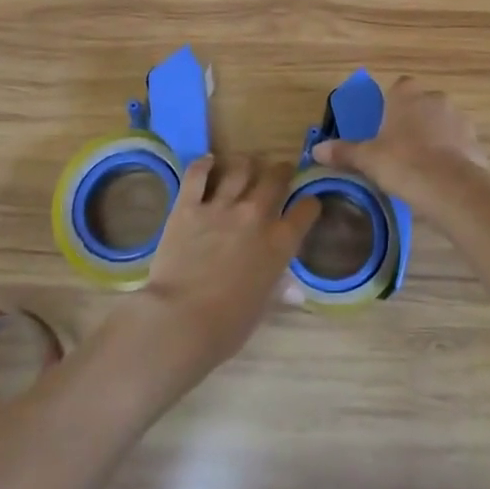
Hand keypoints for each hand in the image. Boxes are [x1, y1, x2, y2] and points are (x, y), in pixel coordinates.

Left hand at [123, 154, 317, 395]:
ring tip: (246, 164)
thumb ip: (279, 290)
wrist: (180, 321)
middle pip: (275, 178)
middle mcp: (255, 216)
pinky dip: (204, 164)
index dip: (309, 204)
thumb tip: (294, 291)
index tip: (306, 204)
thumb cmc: (227, 326)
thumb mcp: (262, 309)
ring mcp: (220, 207)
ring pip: (240, 168)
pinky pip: (198, 174)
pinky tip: (208, 162)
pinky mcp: (188, 205)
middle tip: (278, 173)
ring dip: (246, 164)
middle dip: (281, 171)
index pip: (306, 210)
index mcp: (279, 243)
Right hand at [310, 76, 487, 212]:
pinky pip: (458, 144)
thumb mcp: (367, 159)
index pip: (398, 87)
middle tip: (399, 149)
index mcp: (406, 94)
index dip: (391, 105)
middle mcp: (435, 97)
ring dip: (434, 137)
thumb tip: (316, 150)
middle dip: (412, 122)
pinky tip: (440, 177)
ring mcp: (459, 118)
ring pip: (441, 123)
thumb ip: (343, 152)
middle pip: (421, 105)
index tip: (384, 127)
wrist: (452, 188)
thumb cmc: (403, 163)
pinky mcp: (475, 141)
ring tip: (421, 167)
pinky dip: (450, 155)